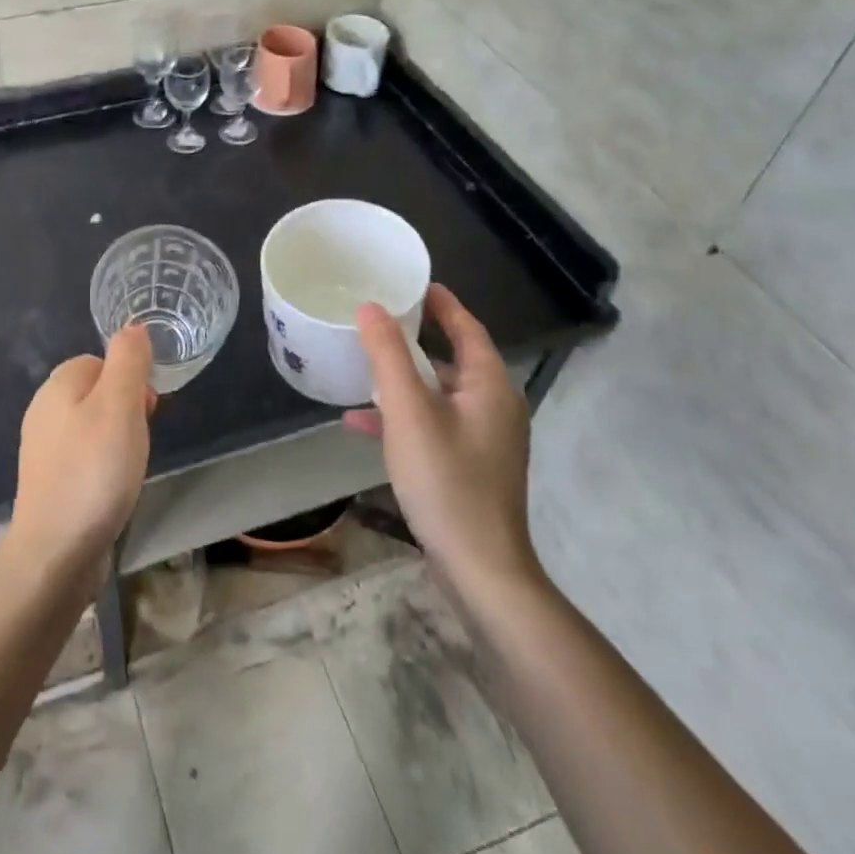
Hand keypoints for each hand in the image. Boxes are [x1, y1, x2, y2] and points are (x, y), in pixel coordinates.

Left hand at [7, 325, 154, 588]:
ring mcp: (43, 449)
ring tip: (129, 467)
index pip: (100, 360)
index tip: (147, 409)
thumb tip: (132, 327)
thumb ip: (128, 361)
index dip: (129, 379)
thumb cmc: (94, 471)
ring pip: (92, 426)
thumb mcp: (120, 405)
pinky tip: (113, 489)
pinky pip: (84, 457)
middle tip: (140, 440)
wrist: (55, 553)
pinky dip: (102, 466)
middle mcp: (44, 410)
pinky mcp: (48, 482)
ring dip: (116, 440)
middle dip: (125, 411)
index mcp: (58, 385)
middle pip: (97, 392)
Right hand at [346, 284, 540, 592]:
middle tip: (376, 320)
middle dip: (414, 339)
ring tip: (361, 368)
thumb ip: (388, 356)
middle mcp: (494, 405)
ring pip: (439, 393)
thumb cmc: (447, 482)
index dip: (441, 302)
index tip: (411, 282)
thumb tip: (371, 307)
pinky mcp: (471, 465)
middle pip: (452, 358)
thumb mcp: (409, 412)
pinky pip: (434, 424)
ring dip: (403, 380)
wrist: (481, 570)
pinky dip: (404, 417)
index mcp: (490, 385)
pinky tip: (360, 425)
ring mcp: (484, 438)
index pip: (467, 327)